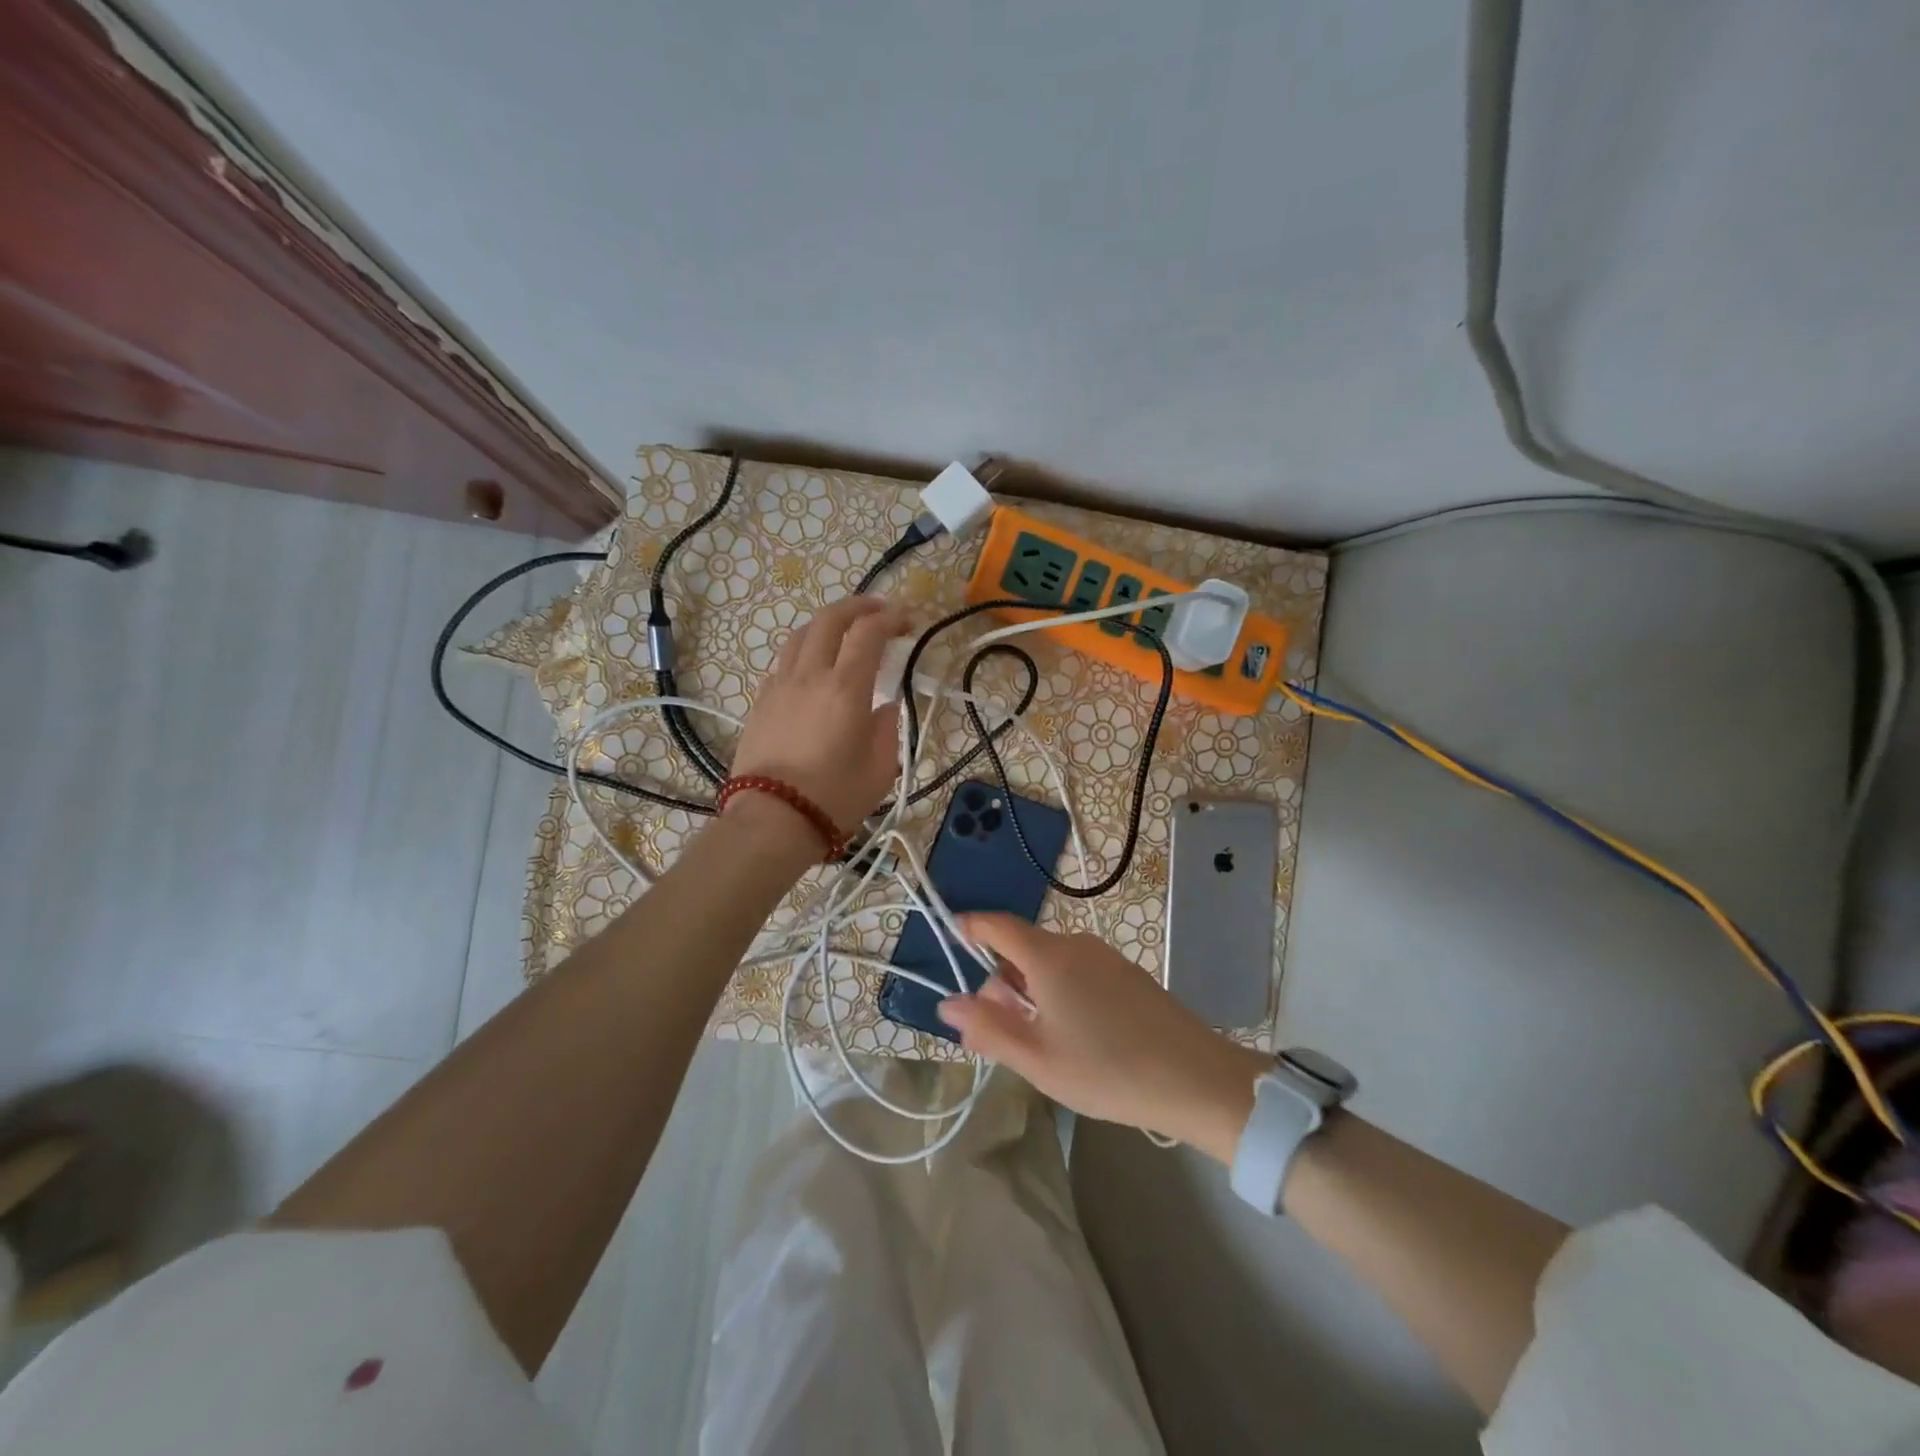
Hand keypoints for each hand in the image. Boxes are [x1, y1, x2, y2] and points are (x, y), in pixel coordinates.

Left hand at [730, 594, 908, 834]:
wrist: (772, 820)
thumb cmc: (835, 798)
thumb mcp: (881, 769)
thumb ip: (888, 729)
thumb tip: (884, 707)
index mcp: (846, 688)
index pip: (868, 633)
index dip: (891, 618)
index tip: (908, 621)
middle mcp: (810, 676)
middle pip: (830, 619)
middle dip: (858, 606)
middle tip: (879, 611)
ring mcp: (780, 686)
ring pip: (801, 635)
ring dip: (827, 624)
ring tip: (844, 632)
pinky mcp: (761, 702)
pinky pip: (784, 662)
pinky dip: (805, 652)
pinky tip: (814, 669)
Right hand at [938, 914, 1271, 1161]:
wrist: (1195, 1078)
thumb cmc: (1106, 1069)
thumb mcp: (1037, 1059)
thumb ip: (987, 1028)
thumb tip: (948, 1004)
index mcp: (1048, 957)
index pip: (998, 926)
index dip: (971, 926)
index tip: (952, 933)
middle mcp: (1076, 945)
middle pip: (1023, 948)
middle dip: (1002, 980)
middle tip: (998, 1029)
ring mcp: (1106, 957)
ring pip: (1051, 963)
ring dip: (1031, 991)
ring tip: (1038, 1041)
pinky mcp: (1127, 974)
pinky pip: (1077, 971)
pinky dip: (1059, 992)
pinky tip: (1074, 1035)